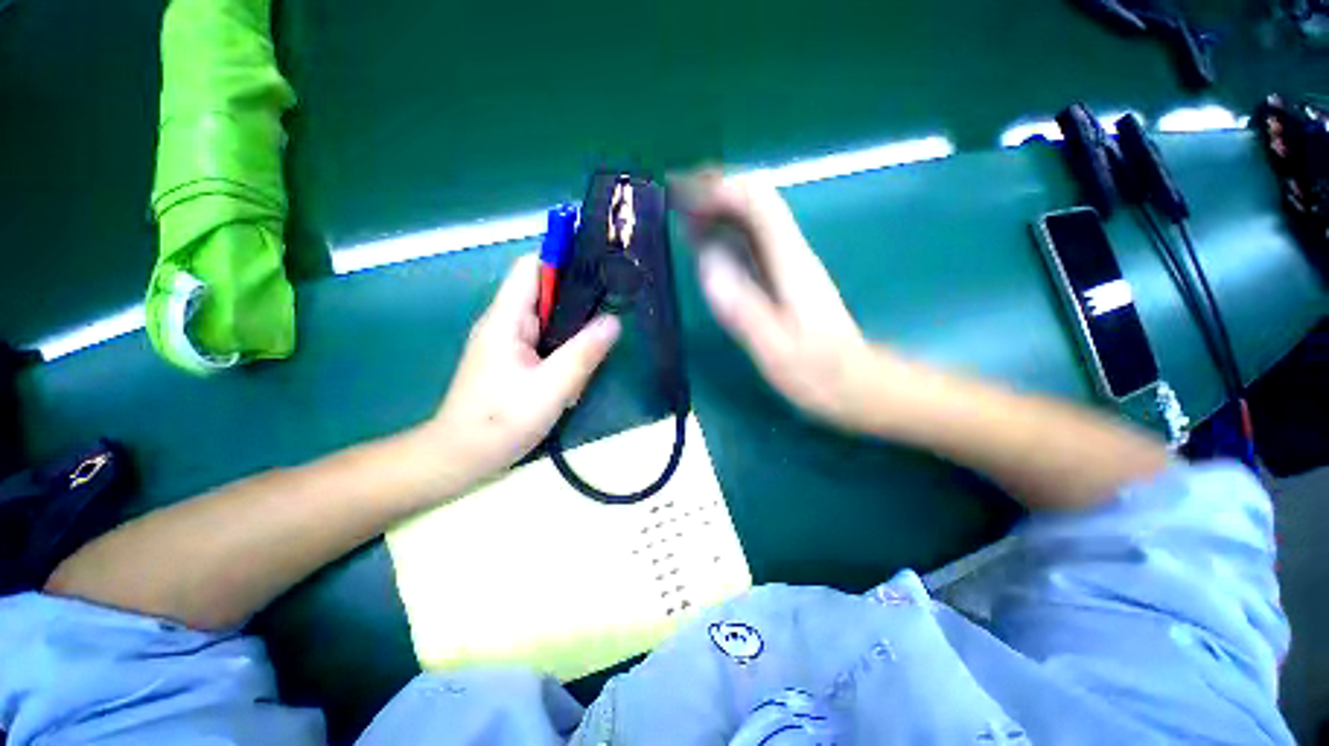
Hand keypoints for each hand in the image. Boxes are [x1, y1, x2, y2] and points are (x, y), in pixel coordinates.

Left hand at [428, 254, 620, 480]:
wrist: (461, 457)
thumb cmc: (502, 421)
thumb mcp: (552, 387)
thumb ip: (584, 352)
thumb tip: (614, 321)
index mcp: (506, 319)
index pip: (532, 267)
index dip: (563, 260)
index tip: (598, 270)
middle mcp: (504, 323)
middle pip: (544, 293)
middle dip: (576, 305)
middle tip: (605, 321)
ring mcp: (507, 343)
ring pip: (547, 321)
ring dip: (571, 334)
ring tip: (591, 356)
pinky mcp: (512, 361)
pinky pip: (543, 342)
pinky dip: (562, 351)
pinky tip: (572, 375)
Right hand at [687, 173, 883, 430]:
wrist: (854, 385)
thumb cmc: (816, 373)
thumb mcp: (776, 349)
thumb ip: (743, 307)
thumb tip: (706, 263)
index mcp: (790, 264)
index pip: (758, 205)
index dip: (720, 189)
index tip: (683, 192)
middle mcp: (791, 254)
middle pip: (755, 202)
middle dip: (714, 191)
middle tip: (674, 198)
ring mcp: (788, 265)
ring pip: (752, 220)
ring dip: (716, 210)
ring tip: (681, 215)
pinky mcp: (784, 278)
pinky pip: (751, 244)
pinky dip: (725, 235)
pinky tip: (705, 245)